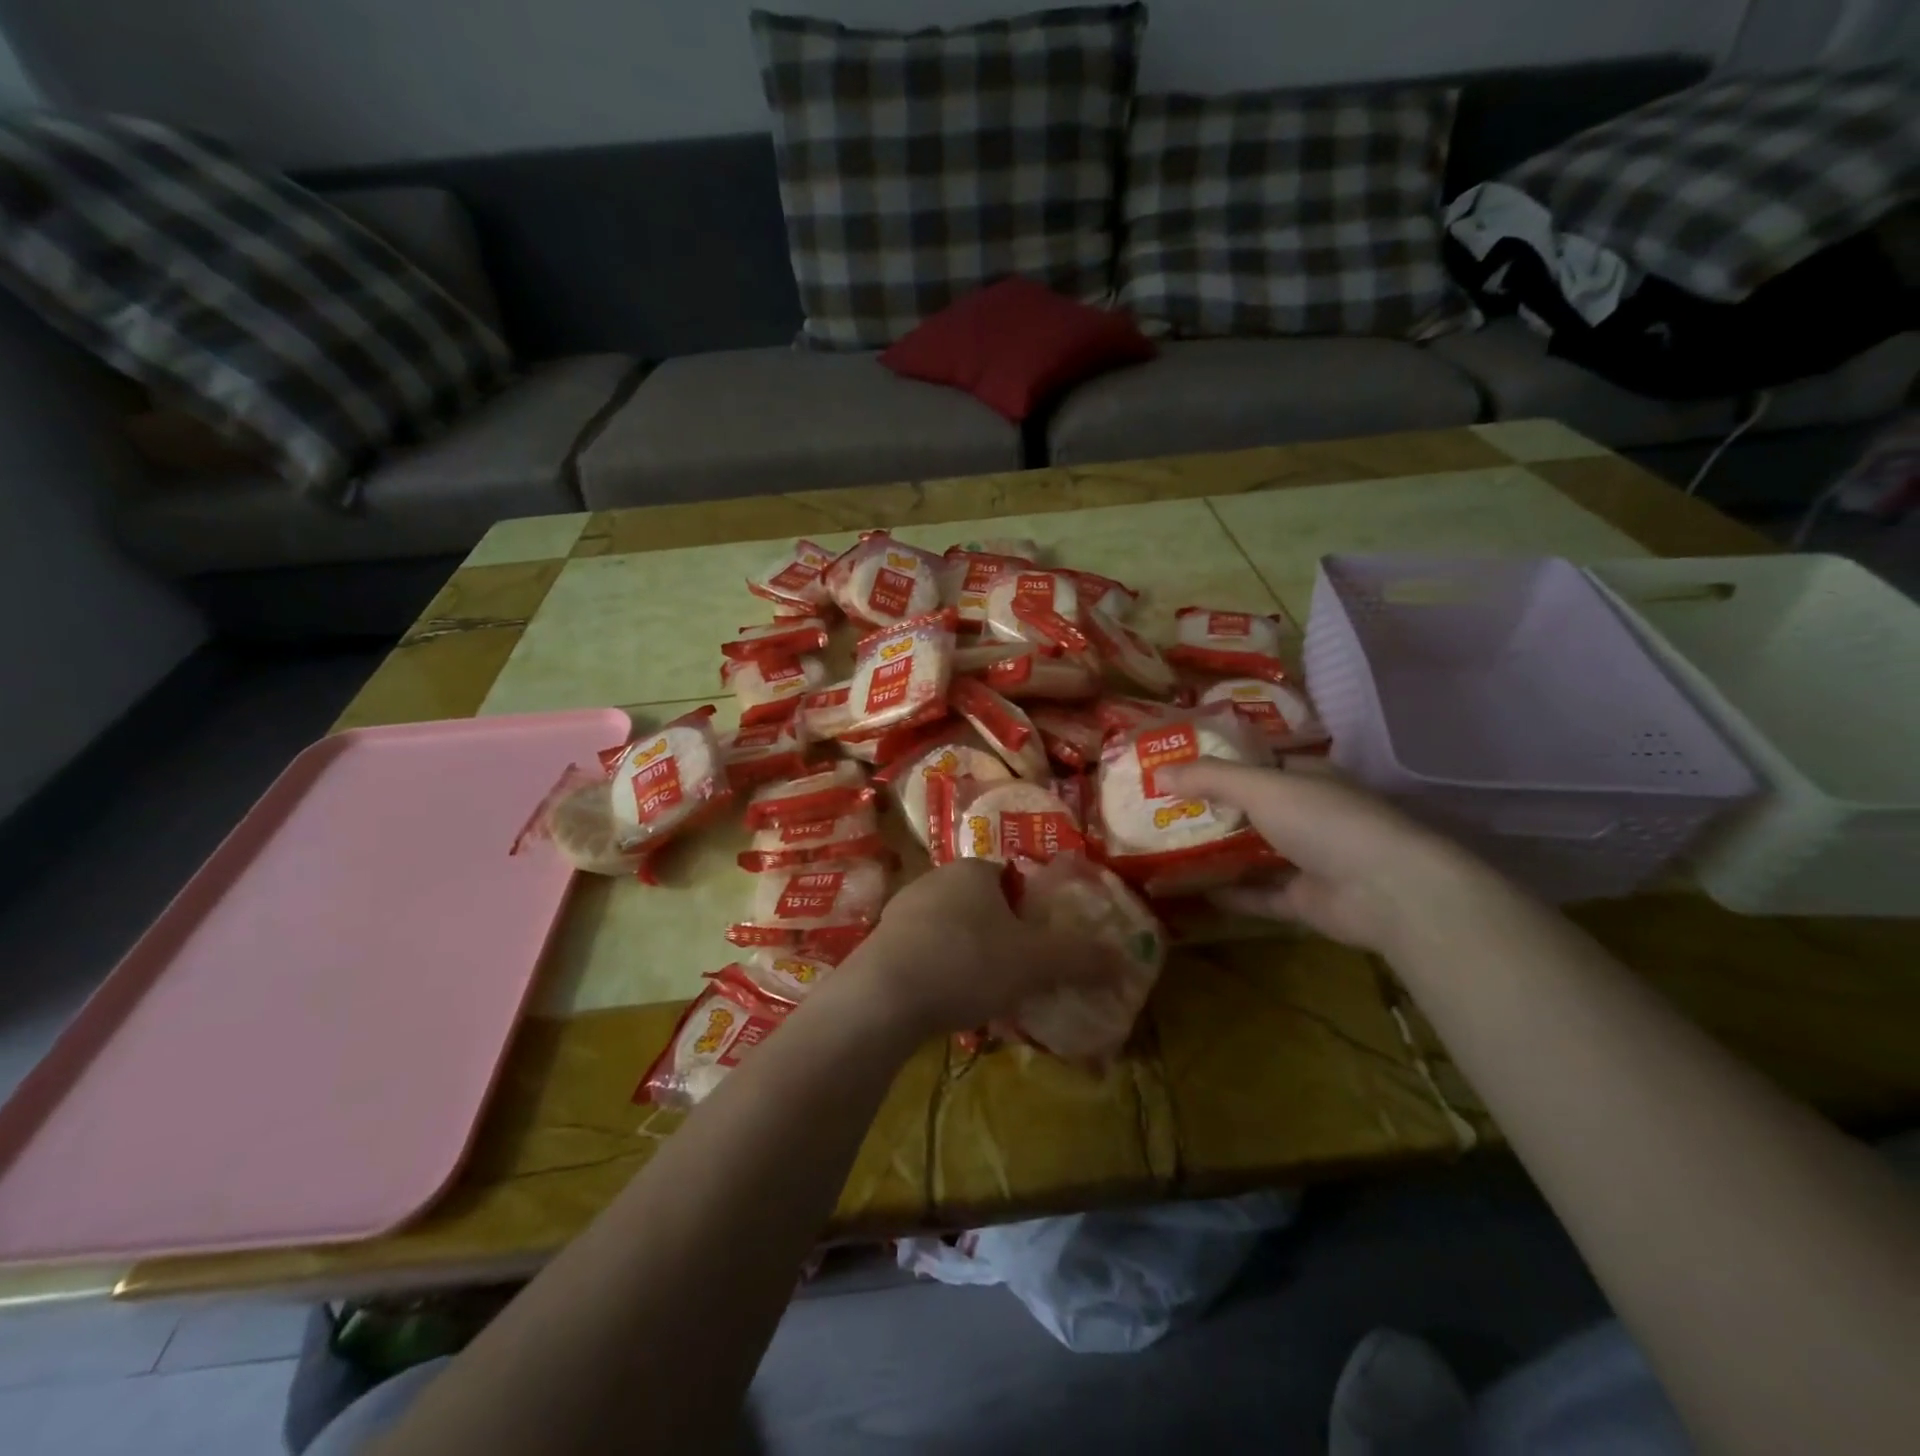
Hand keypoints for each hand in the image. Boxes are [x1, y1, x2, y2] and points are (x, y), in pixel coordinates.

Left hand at [836, 860, 1112, 1039]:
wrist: (883, 997)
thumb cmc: (966, 963)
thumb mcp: (1034, 963)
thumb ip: (1080, 958)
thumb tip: (1124, 958)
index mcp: (973, 870)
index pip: (1011, 878)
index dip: (1029, 910)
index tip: (1038, 946)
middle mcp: (935, 879)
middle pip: (980, 904)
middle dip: (1000, 936)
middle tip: (1017, 974)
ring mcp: (902, 909)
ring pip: (950, 929)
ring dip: (968, 955)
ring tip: (984, 995)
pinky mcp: (880, 942)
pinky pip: (923, 952)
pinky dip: (939, 971)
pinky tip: (947, 1003)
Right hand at [1154, 759, 1488, 952]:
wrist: (1387, 890)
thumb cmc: (1325, 821)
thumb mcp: (1261, 787)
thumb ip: (1209, 778)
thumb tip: (1156, 772)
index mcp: (1306, 777)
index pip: (1257, 763)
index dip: (1217, 764)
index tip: (1174, 768)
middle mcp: (1309, 814)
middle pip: (1250, 809)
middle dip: (1209, 810)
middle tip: (1159, 811)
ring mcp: (1310, 859)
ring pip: (1253, 853)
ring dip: (1216, 853)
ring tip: (1166, 850)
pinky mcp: (1306, 900)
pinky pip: (1260, 894)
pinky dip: (1231, 894)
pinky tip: (1193, 892)